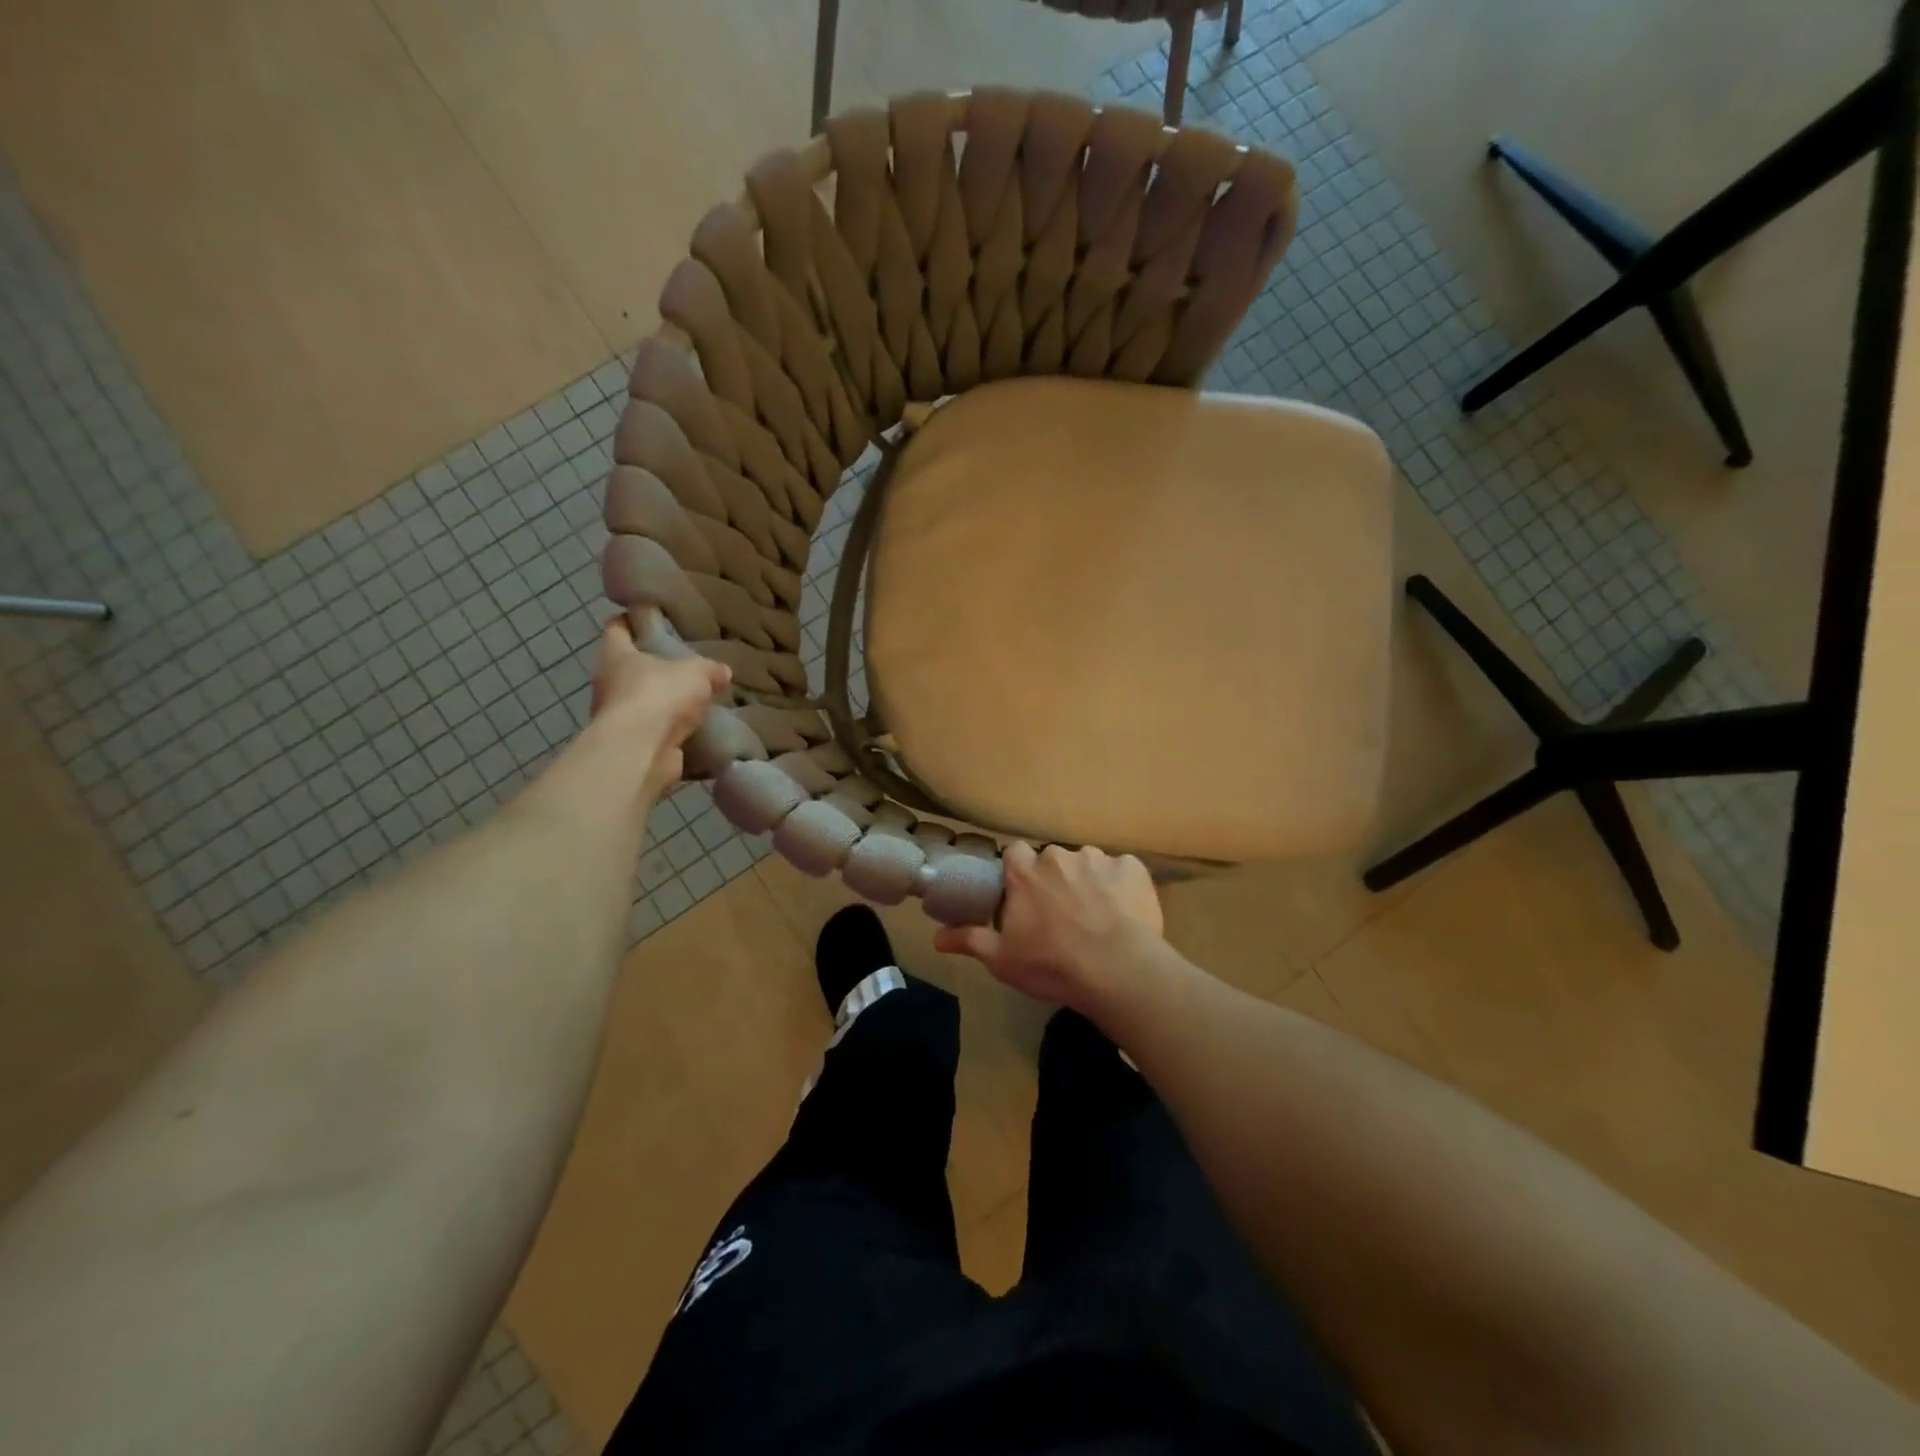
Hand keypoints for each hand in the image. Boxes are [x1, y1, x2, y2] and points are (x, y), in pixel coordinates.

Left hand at [589, 617, 730, 794]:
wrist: (641, 751)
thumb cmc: (659, 696)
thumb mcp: (695, 673)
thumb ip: (709, 669)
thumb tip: (722, 671)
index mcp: (616, 656)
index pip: (617, 629)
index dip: (631, 620)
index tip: (648, 618)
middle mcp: (608, 684)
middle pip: (627, 667)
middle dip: (652, 666)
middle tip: (681, 664)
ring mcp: (617, 717)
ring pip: (640, 701)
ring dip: (660, 702)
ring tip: (692, 700)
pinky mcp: (630, 744)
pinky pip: (652, 731)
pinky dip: (668, 730)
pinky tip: (691, 730)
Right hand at [934, 843, 1163, 1010]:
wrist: (1117, 969)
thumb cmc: (1052, 964)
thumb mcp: (1003, 959)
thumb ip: (970, 940)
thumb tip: (936, 938)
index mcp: (1025, 872)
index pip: (1014, 854)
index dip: (1019, 873)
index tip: (1024, 896)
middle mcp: (1059, 855)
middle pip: (1052, 860)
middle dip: (1055, 880)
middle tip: (1060, 914)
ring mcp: (1098, 858)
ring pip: (1088, 864)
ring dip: (1088, 882)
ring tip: (1096, 916)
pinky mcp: (1132, 868)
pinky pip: (1123, 871)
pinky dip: (1121, 886)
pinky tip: (1124, 913)